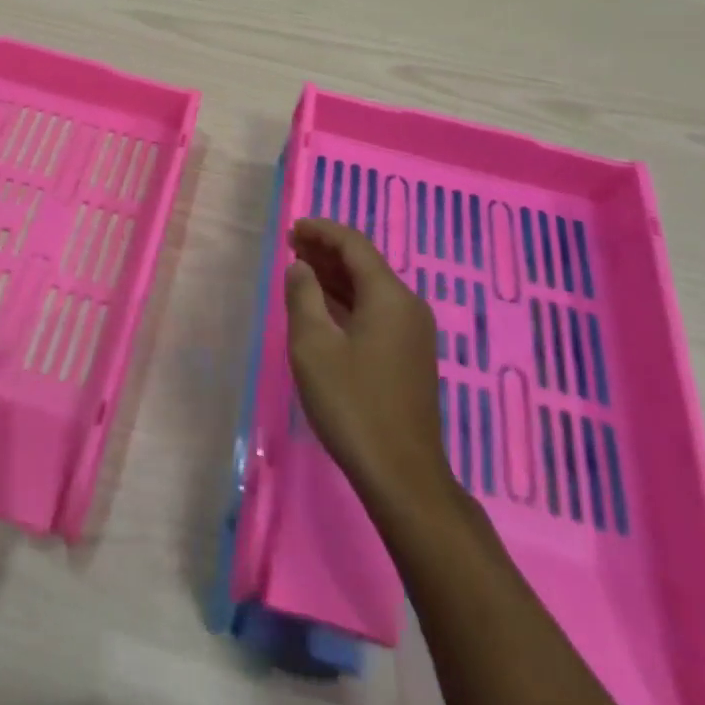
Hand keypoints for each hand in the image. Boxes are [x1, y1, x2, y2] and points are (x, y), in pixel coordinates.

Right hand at [285, 217, 451, 505]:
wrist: (403, 476)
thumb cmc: (353, 405)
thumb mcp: (313, 346)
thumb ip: (303, 297)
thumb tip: (300, 266)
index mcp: (389, 296)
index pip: (354, 245)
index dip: (322, 231)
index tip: (293, 228)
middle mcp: (407, 306)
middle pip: (365, 263)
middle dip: (327, 250)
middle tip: (291, 245)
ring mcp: (413, 333)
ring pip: (370, 288)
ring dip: (336, 275)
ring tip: (301, 269)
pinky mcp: (410, 356)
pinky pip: (376, 310)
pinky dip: (348, 299)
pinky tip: (324, 306)